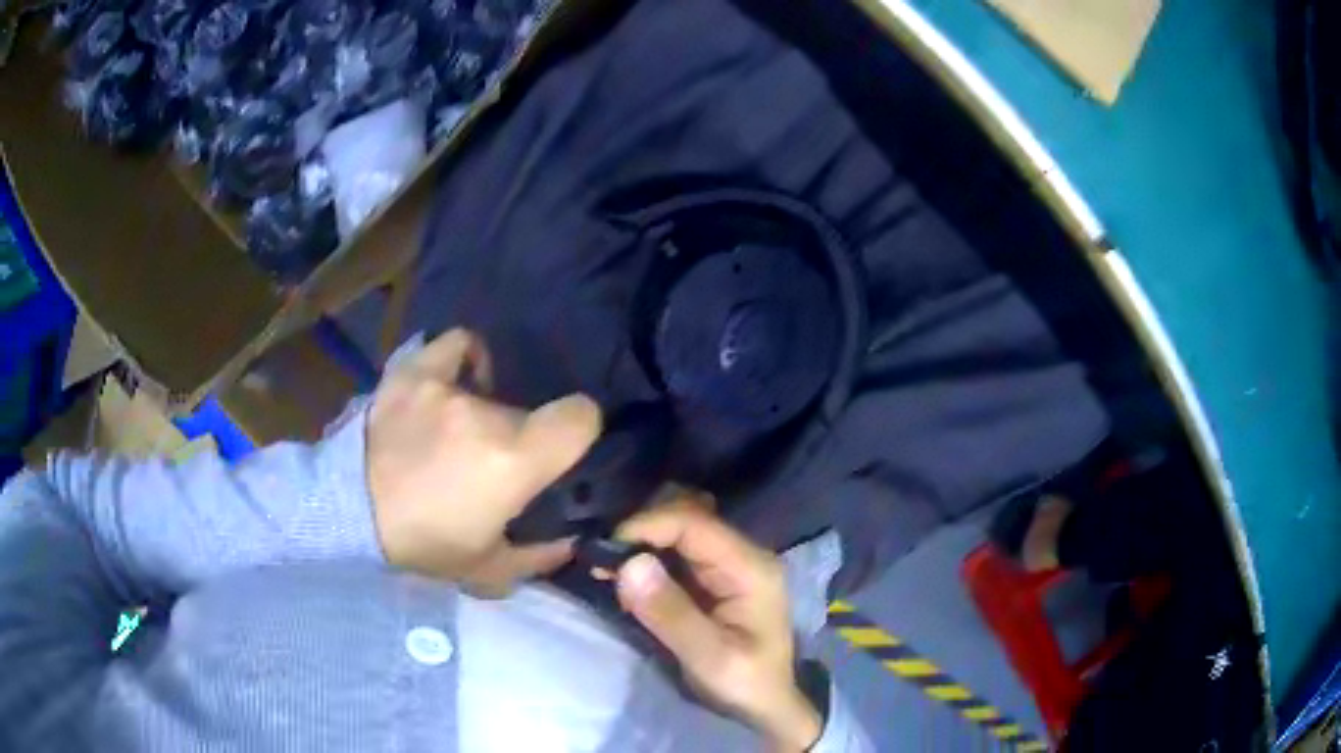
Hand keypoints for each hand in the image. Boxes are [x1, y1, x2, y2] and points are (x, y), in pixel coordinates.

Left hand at [367, 329, 601, 595]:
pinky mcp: (412, 372)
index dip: (582, 430)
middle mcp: (484, 412)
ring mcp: (445, 386)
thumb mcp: (489, 569)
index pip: (581, 415)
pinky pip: (453, 346)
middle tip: (495, 463)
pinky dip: (463, 359)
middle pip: (528, 410)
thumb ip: (541, 555)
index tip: (564, 450)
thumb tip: (572, 538)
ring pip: (492, 389)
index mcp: (513, 459)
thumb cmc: (423, 547)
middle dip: (521, 435)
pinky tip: (456, 380)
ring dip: (487, 409)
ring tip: (464, 428)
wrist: (349, 517)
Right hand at [614, 498, 822, 751]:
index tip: (605, 549)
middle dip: (641, 531)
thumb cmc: (745, 686)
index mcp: (751, 568)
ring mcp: (732, 564)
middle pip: (687, 518)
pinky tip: (627, 579)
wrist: (766, 707)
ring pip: (680, 530)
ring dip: (642, 543)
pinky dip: (649, 557)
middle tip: (601, 561)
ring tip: (608, 569)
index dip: (646, 525)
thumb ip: (671, 613)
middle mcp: (744, 555)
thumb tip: (629, 563)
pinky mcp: (717, 578)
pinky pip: (678, 551)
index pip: (694, 522)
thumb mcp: (709, 658)